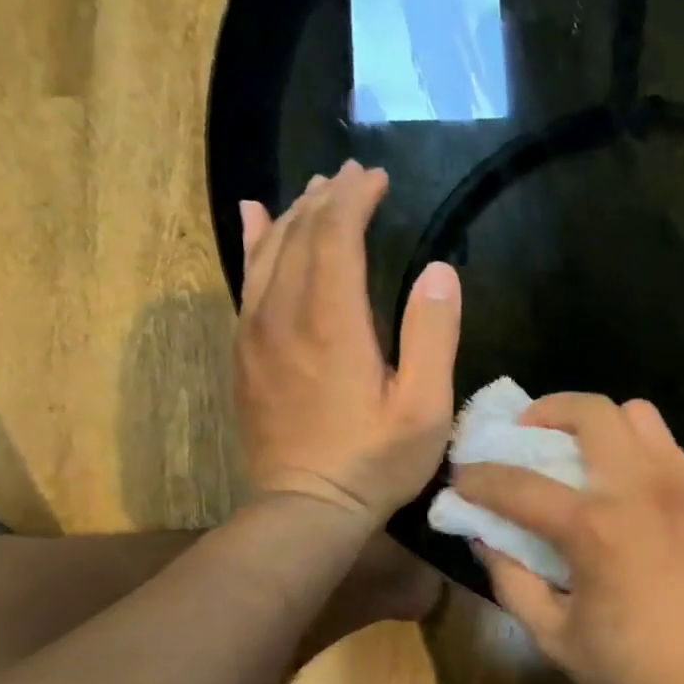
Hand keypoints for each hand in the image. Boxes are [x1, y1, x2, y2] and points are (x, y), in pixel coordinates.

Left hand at [235, 164, 460, 522]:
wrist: (306, 507)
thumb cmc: (376, 460)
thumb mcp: (425, 406)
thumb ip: (433, 336)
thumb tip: (439, 271)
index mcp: (332, 322)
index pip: (335, 235)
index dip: (355, 199)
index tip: (378, 177)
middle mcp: (284, 314)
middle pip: (298, 235)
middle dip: (327, 198)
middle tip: (354, 176)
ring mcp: (256, 332)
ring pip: (268, 252)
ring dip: (293, 214)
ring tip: (315, 190)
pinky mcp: (245, 352)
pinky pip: (245, 280)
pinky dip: (254, 242)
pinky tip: (256, 221)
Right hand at [453, 394, 683, 683]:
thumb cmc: (637, 665)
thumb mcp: (556, 638)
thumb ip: (513, 583)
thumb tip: (486, 539)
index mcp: (595, 528)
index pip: (520, 484)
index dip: (480, 478)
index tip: (463, 478)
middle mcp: (639, 487)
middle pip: (590, 411)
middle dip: (546, 411)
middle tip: (529, 434)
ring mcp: (681, 483)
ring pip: (638, 415)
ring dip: (600, 423)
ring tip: (584, 453)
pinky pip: (667, 445)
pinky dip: (637, 449)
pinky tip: (629, 487)